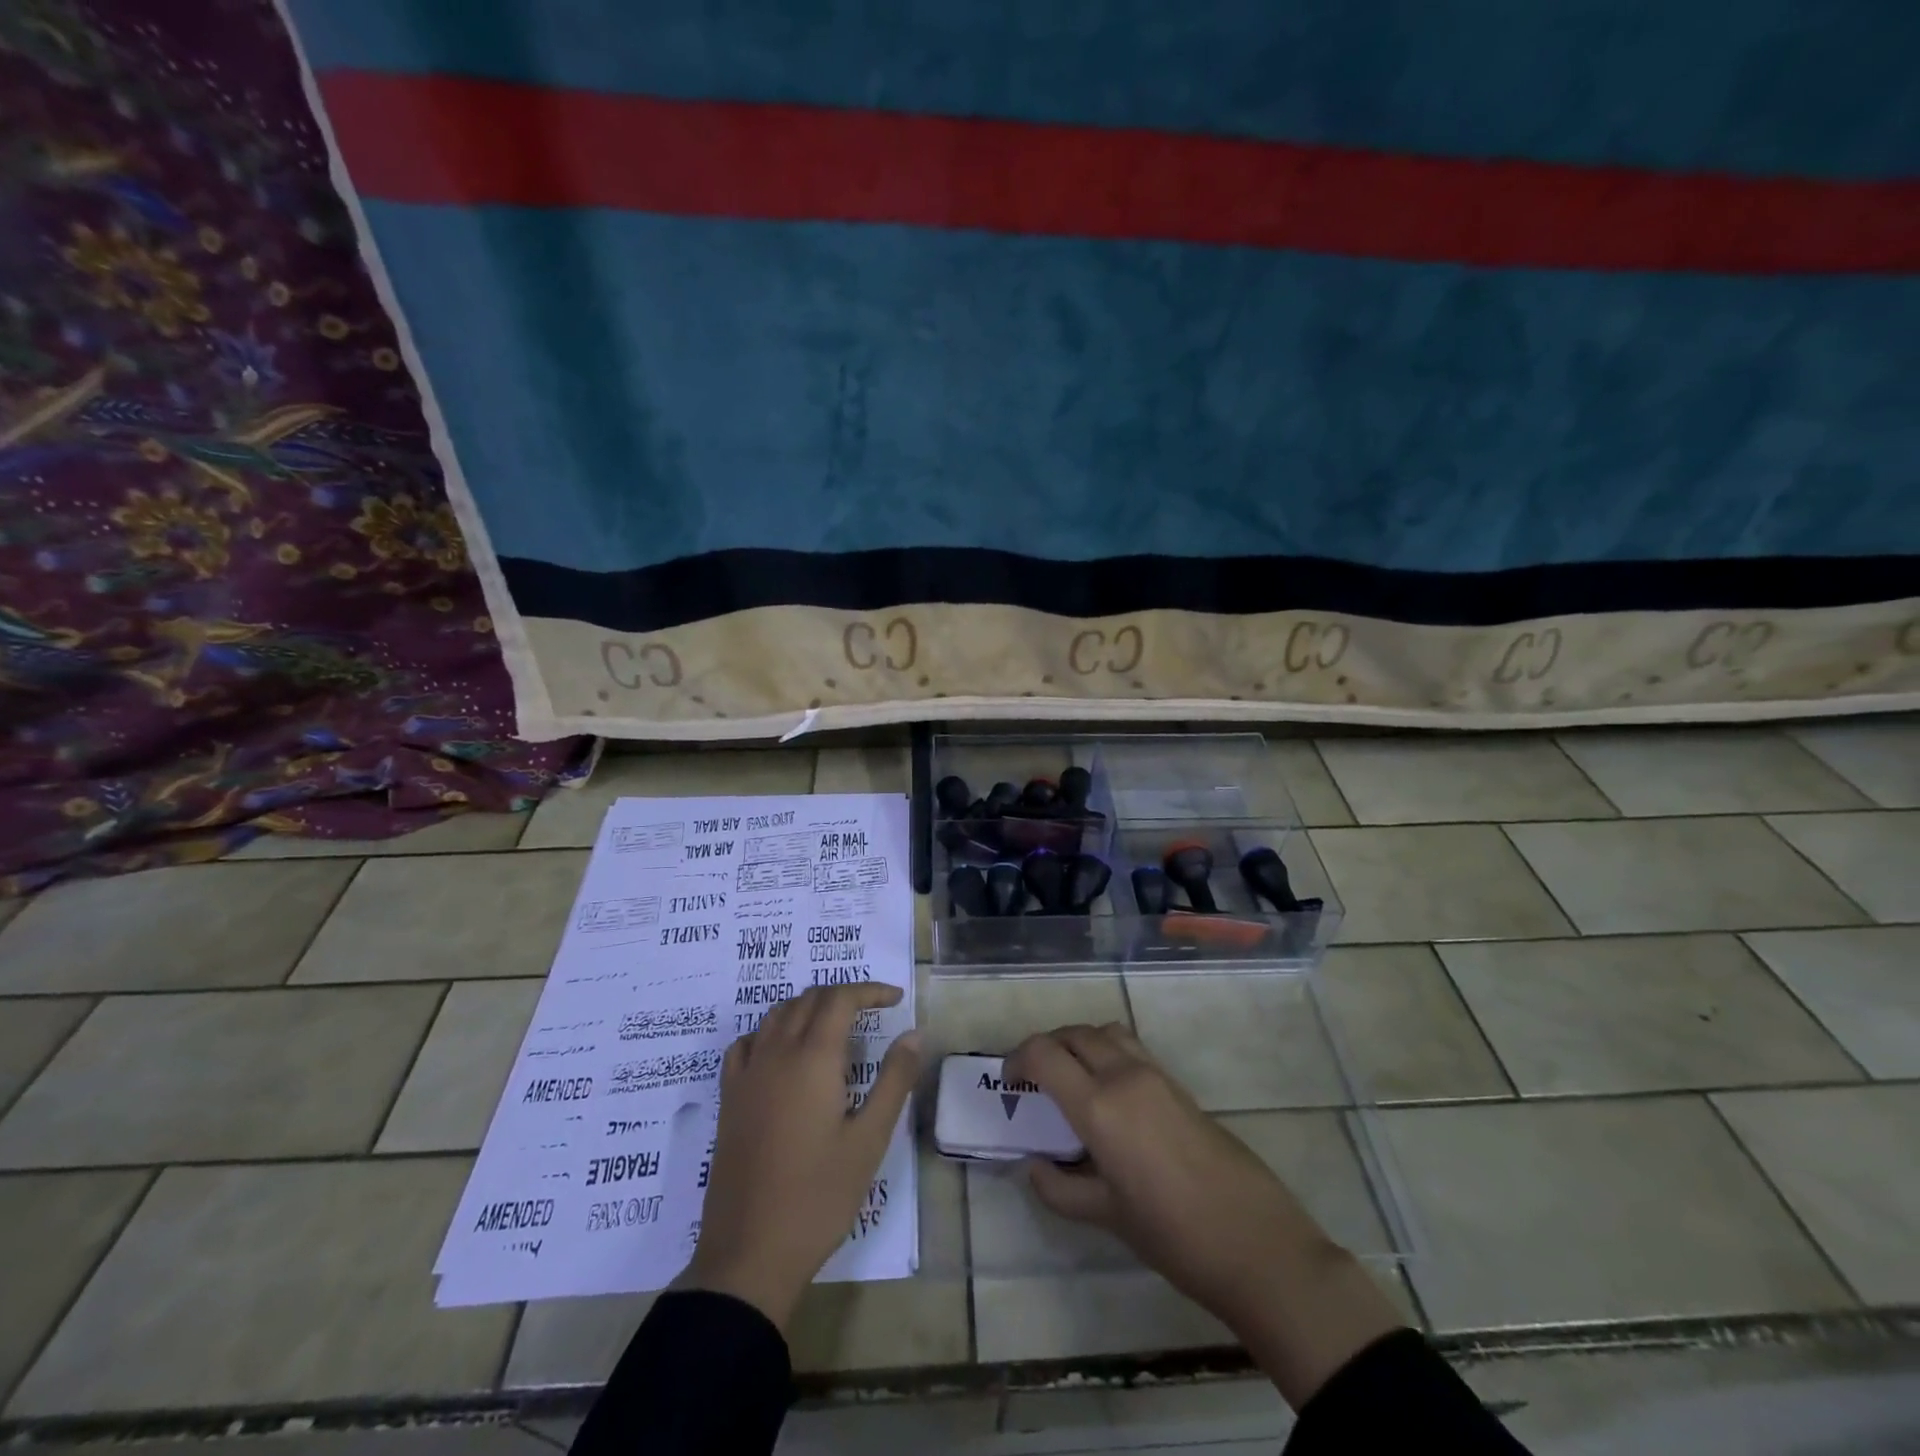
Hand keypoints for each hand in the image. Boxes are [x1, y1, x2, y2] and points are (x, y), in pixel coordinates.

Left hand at [678, 983, 921, 1331]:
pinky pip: (748, 1043)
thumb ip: (894, 1080)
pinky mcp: (729, 1097)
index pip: (841, 999)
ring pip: (777, 1014)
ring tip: (835, 1027)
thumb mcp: (869, 1140)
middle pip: (809, 999)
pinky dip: (771, 1031)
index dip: (870, 990)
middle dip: (843, 996)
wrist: (750, 1253)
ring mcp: (747, 1074)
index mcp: (813, 1058)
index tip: (896, 999)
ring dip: (808, 1007)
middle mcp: (777, 1053)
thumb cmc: (819, 1197)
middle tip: (872, 1013)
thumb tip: (914, 1034)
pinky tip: (784, 1052)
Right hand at [1005, 1022, 1400, 1406]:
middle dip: (1045, 1048)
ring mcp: (1155, 1074)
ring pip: (1103, 1032)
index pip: (1044, 1054)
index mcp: (1099, 1106)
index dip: (1016, 1060)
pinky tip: (1109, 1095)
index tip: (1009, 1085)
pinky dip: (1106, 1052)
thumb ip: (1060, 1188)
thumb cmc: (1174, 1236)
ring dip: (1077, 1043)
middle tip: (1033, 1082)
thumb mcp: (1107, 1216)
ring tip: (1070, 1079)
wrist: (1257, 1243)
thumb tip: (1034, 1166)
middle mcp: (1124, 1076)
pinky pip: (1130, 1047)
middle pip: (1072, 1034)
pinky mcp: (1177, 1083)